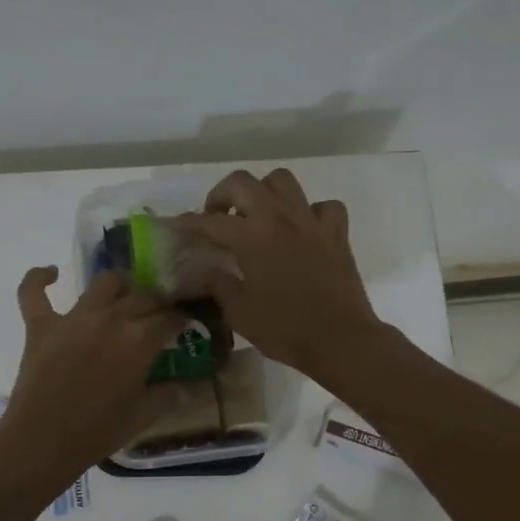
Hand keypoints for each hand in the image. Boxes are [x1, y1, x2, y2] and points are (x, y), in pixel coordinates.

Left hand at [0, 266, 187, 476]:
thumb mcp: (143, 415)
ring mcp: (73, 318)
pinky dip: (40, 278)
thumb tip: (188, 385)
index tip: (186, 326)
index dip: (182, 320)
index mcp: (140, 340)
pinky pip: (34, 291)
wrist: (43, 441)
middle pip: (143, 296)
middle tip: (160, 314)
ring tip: (125, 294)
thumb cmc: (99, 431)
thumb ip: (167, 394)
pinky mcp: (41, 325)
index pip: (170, 319)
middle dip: (158, 302)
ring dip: (120, 284)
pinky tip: (52, 273)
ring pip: (104, 282)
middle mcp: (111, 318)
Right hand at [175, 168, 383, 380]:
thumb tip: (205, 270)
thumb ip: (218, 285)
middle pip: (243, 182)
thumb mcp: (239, 313)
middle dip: (222, 194)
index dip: (190, 222)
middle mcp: (279, 218)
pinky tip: (303, 229)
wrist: (340, 339)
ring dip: (264, 191)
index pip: (211, 221)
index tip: (179, 226)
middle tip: (217, 216)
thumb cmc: (285, 329)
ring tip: (257, 213)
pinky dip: (311, 212)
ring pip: (283, 181)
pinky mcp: (336, 233)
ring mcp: (311, 221)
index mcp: (251, 237)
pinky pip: (323, 206)